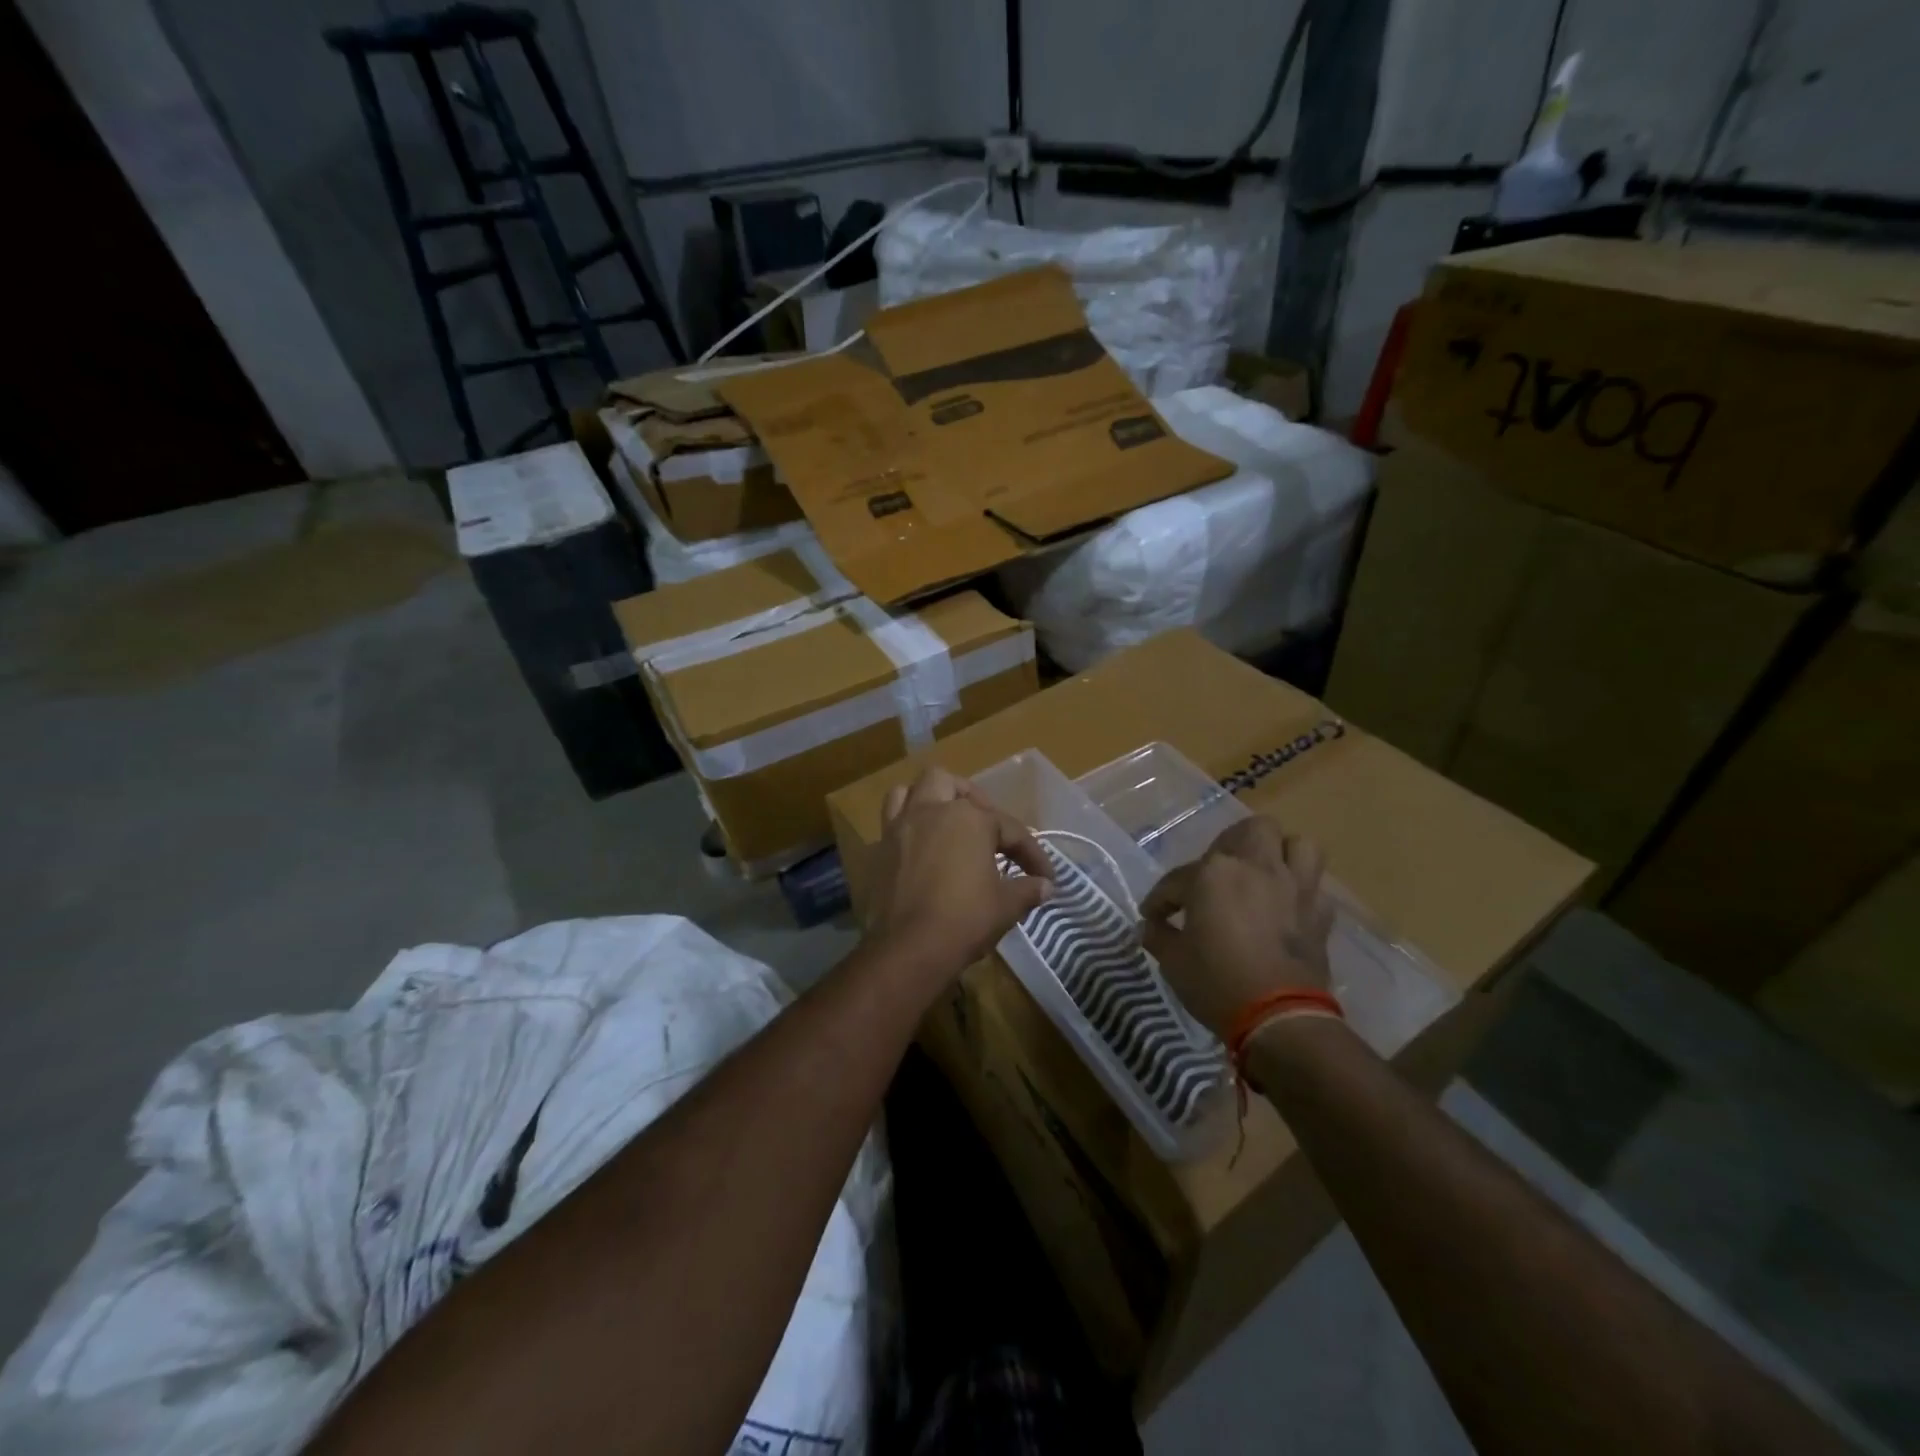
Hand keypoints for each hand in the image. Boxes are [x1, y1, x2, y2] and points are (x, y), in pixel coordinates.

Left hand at [864, 768, 1053, 988]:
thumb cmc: (964, 919)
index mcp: (970, 819)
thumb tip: (1046, 886)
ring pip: (910, 791)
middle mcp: (932, 810)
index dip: (1032, 853)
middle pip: (950, 784)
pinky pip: (890, 821)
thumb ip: (1027, 890)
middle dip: (971, 799)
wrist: (909, 948)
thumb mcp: (1006, 906)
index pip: (1010, 829)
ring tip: (944, 821)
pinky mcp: (879, 848)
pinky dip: (905, 826)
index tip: (1046, 877)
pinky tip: (919, 848)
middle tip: (986, 827)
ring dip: (928, 799)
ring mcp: (901, 826)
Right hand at [1140, 816, 1332, 1040]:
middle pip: (1252, 830)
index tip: (1153, 917)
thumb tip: (1150, 926)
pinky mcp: (1320, 914)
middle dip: (1233, 844)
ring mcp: (1294, 887)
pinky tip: (1286, 908)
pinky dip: (1301, 892)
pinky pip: (1315, 887)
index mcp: (1214, 873)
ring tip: (1264, 874)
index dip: (1161, 898)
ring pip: (1298, 845)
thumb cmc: (1216, 982)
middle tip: (1219, 872)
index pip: (1178, 878)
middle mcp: (1257, 867)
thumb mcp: (1173, 961)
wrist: (1279, 1018)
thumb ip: (1159, 936)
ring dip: (1281, 854)